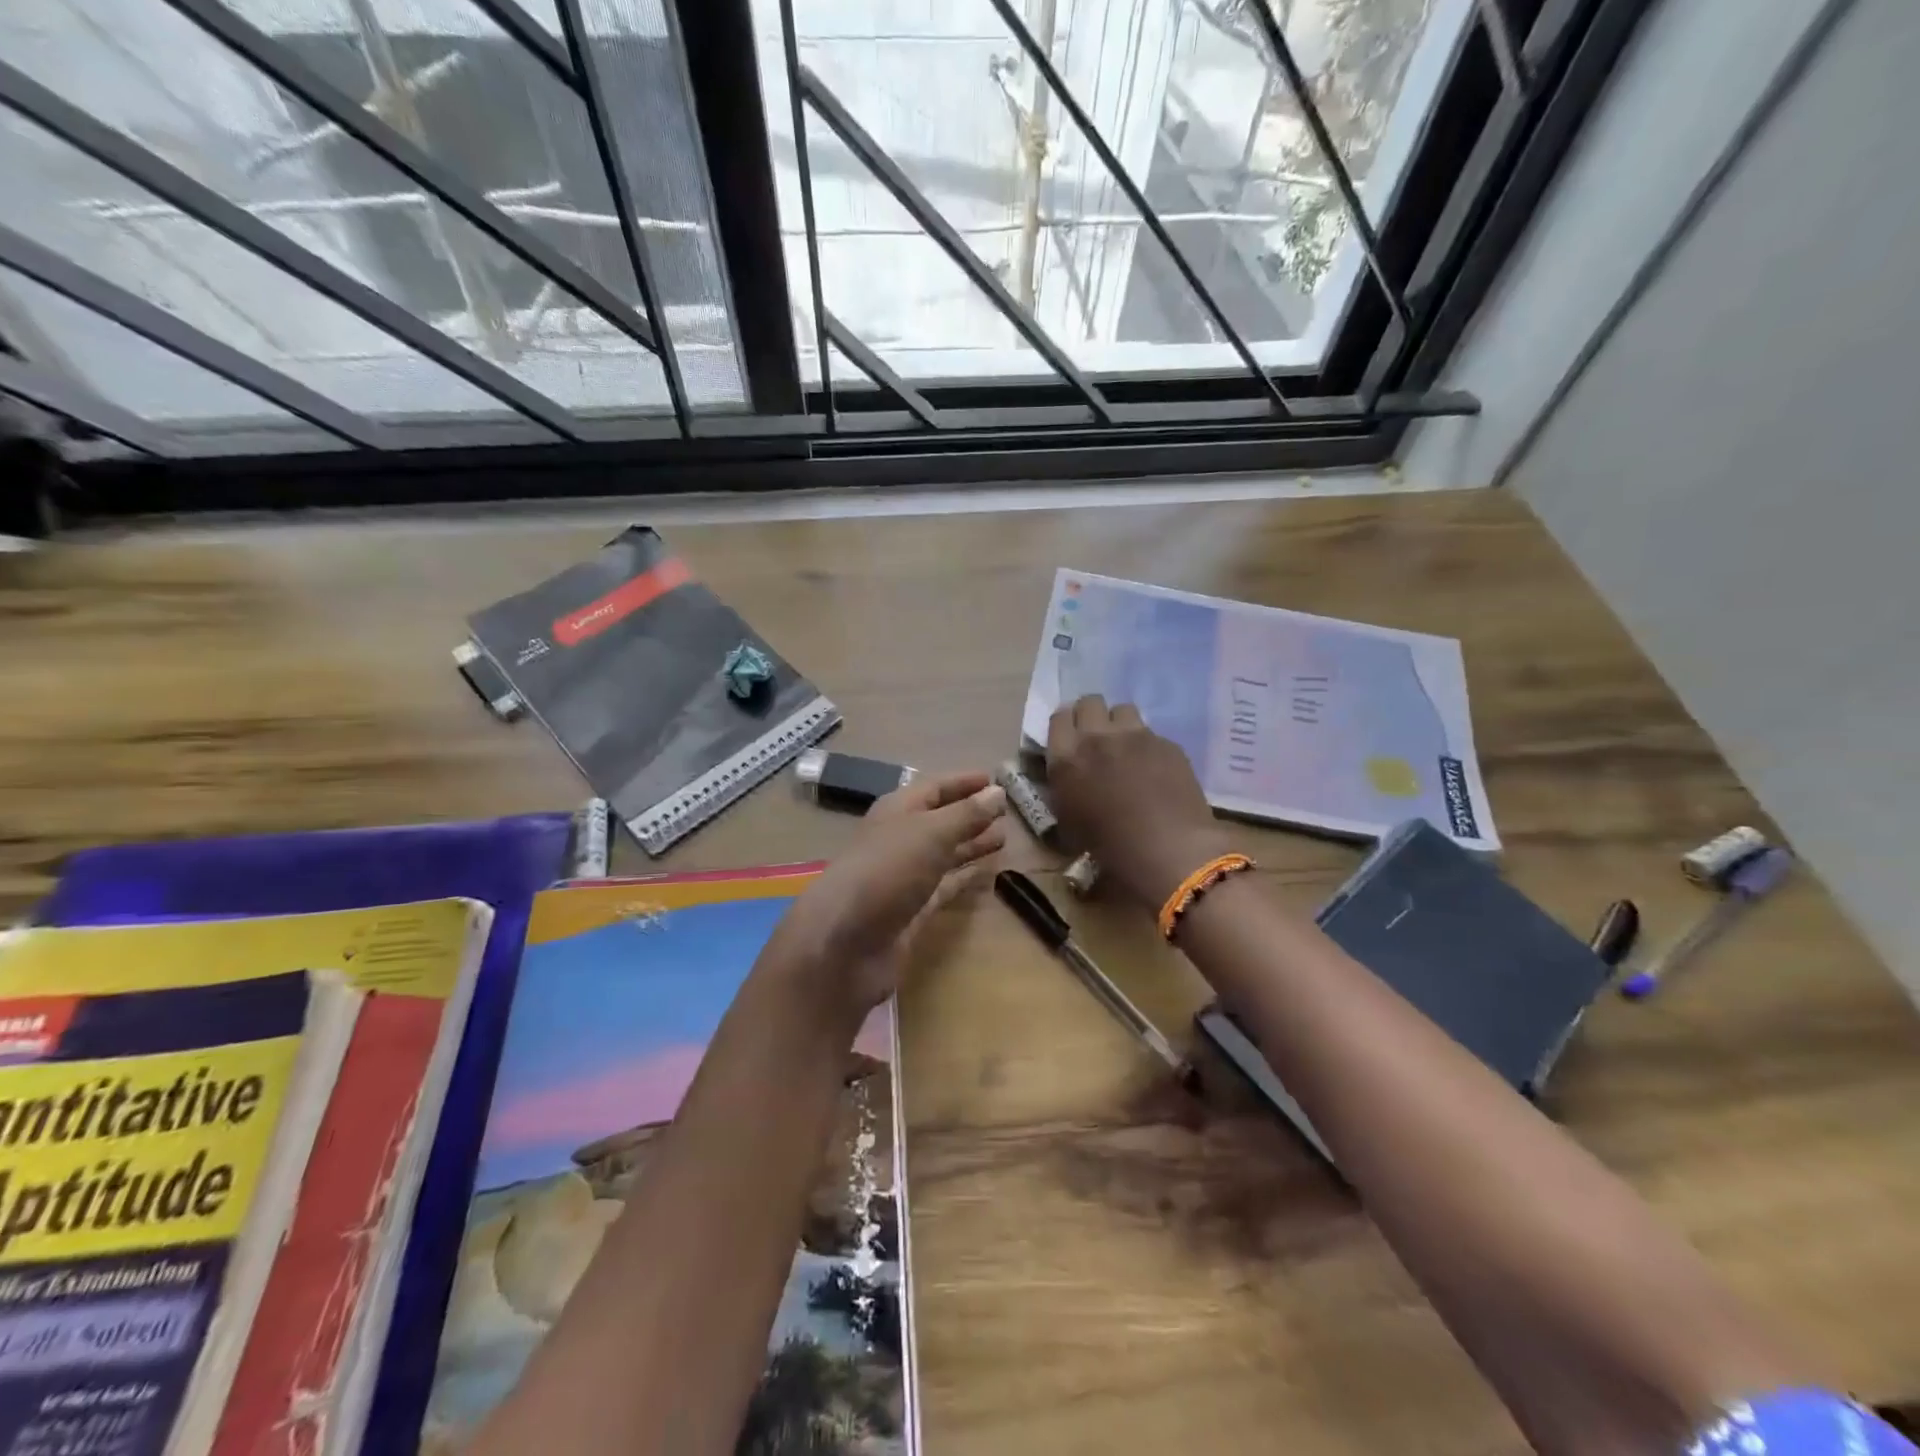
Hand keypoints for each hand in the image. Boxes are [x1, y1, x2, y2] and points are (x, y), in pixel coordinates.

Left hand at [769, 771, 1007, 1016]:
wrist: (847, 940)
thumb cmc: (887, 871)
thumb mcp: (930, 833)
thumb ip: (966, 814)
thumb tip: (997, 792)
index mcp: (897, 811)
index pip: (934, 788)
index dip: (963, 783)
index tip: (995, 780)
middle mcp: (900, 839)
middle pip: (940, 820)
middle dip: (971, 815)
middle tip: (1007, 813)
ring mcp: (905, 876)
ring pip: (944, 853)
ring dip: (970, 845)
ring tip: (1003, 839)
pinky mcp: (912, 909)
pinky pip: (944, 886)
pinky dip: (964, 878)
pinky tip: (986, 875)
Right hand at [1047, 695, 1232, 909]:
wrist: (1167, 847)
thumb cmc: (1109, 845)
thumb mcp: (1068, 819)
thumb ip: (1064, 786)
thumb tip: (1069, 775)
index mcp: (1067, 758)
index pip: (1059, 717)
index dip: (1066, 725)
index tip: (1071, 738)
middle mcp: (1098, 738)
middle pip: (1090, 702)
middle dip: (1092, 715)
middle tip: (1097, 737)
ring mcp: (1135, 736)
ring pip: (1123, 709)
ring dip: (1120, 724)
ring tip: (1126, 747)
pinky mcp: (1166, 743)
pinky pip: (1151, 733)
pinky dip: (1148, 746)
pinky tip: (1155, 768)